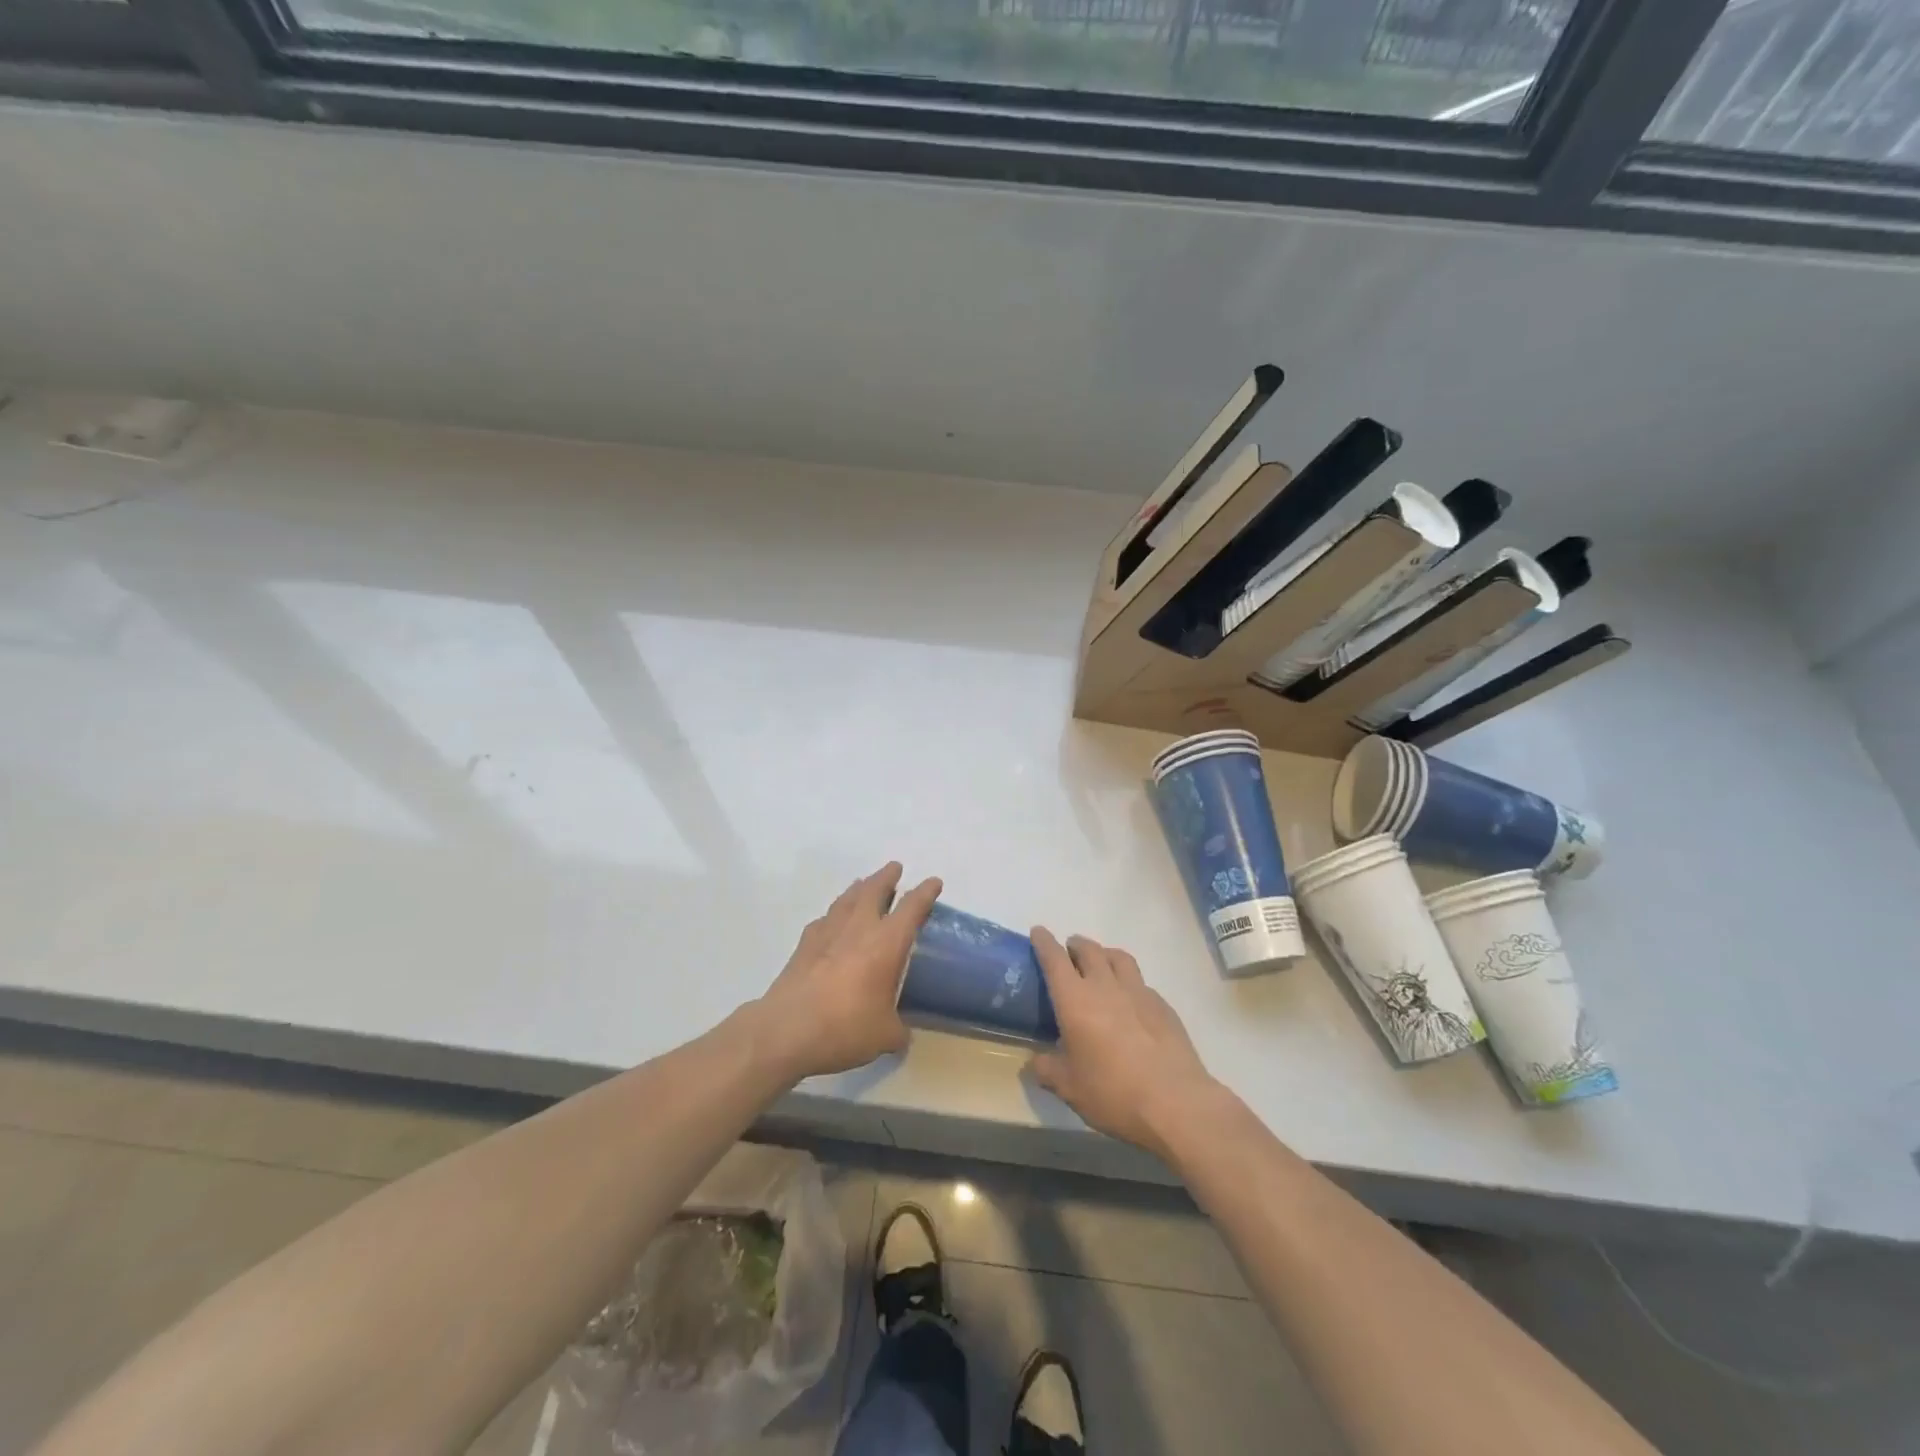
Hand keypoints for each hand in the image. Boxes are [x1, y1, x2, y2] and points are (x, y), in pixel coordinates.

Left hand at [754, 862, 941, 1080]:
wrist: (786, 1030)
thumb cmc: (845, 1027)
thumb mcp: (884, 1036)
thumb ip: (898, 1031)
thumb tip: (902, 1035)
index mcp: (886, 943)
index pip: (912, 908)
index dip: (925, 893)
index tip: (933, 882)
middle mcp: (859, 928)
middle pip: (874, 890)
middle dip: (887, 877)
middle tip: (894, 868)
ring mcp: (828, 932)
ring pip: (847, 898)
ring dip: (859, 888)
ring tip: (864, 884)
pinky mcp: (804, 944)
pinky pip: (825, 919)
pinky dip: (834, 914)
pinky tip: (832, 921)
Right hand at [1028, 929, 1220, 1161]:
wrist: (1175, 1103)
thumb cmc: (1112, 1093)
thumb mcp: (1068, 1088)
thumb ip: (1047, 1070)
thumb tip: (1035, 1062)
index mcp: (1075, 1000)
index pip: (1055, 958)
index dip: (1044, 942)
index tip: (1039, 932)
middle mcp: (1106, 986)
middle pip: (1088, 950)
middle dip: (1075, 945)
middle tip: (1068, 952)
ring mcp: (1138, 992)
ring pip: (1118, 957)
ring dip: (1104, 954)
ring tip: (1100, 964)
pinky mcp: (1163, 1006)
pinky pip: (1140, 982)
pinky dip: (1128, 981)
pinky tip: (1130, 1000)